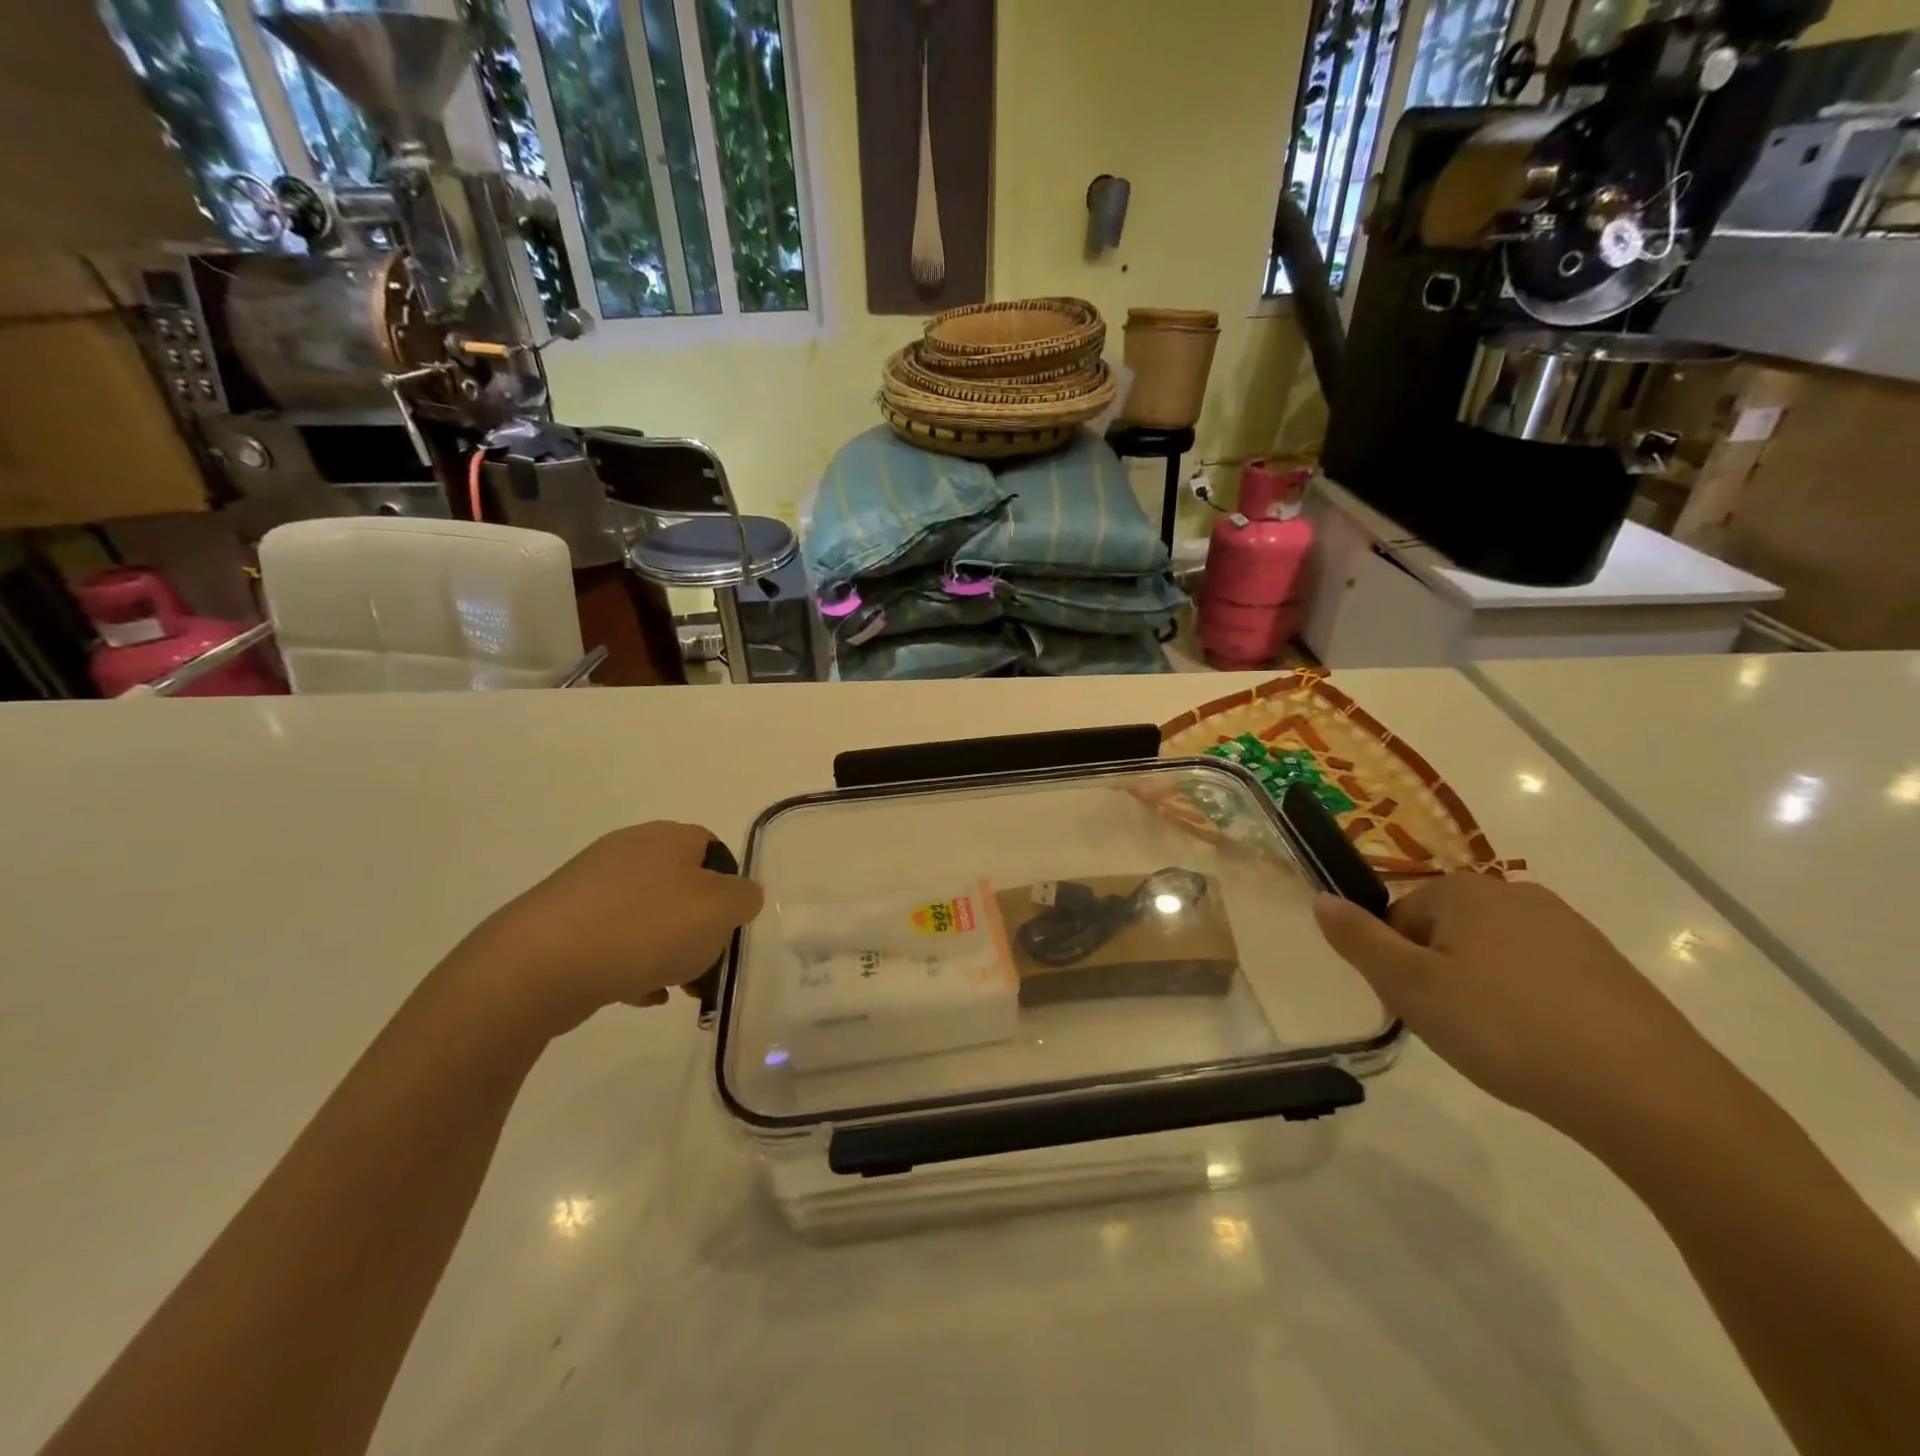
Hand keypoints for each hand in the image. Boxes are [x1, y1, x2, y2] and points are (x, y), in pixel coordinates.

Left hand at [457, 822, 764, 1037]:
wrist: (537, 967)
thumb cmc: (645, 929)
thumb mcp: (721, 911)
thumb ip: (745, 899)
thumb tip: (739, 897)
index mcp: (668, 837)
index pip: (714, 851)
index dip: (730, 889)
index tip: (729, 928)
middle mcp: (628, 851)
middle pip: (682, 887)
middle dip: (699, 929)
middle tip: (706, 966)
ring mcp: (589, 885)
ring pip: (648, 917)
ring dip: (668, 952)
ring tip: (672, 989)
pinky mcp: (560, 922)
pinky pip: (612, 941)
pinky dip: (631, 965)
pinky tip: (637, 995)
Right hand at [1313, 874, 1716, 1144]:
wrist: (1652, 1094)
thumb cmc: (1506, 1030)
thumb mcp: (1411, 988)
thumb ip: (1358, 940)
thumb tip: (1320, 898)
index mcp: (1463, 891)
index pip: (1398, 916)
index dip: (1397, 964)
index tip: (1415, 1007)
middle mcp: (1514, 893)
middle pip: (1443, 931)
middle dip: (1437, 975)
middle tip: (1453, 1028)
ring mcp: (1569, 929)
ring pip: (1490, 955)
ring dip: (1480, 991)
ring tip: (1499, 1043)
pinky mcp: (1608, 968)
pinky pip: (1539, 976)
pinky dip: (1527, 1005)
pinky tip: (1542, 1047)